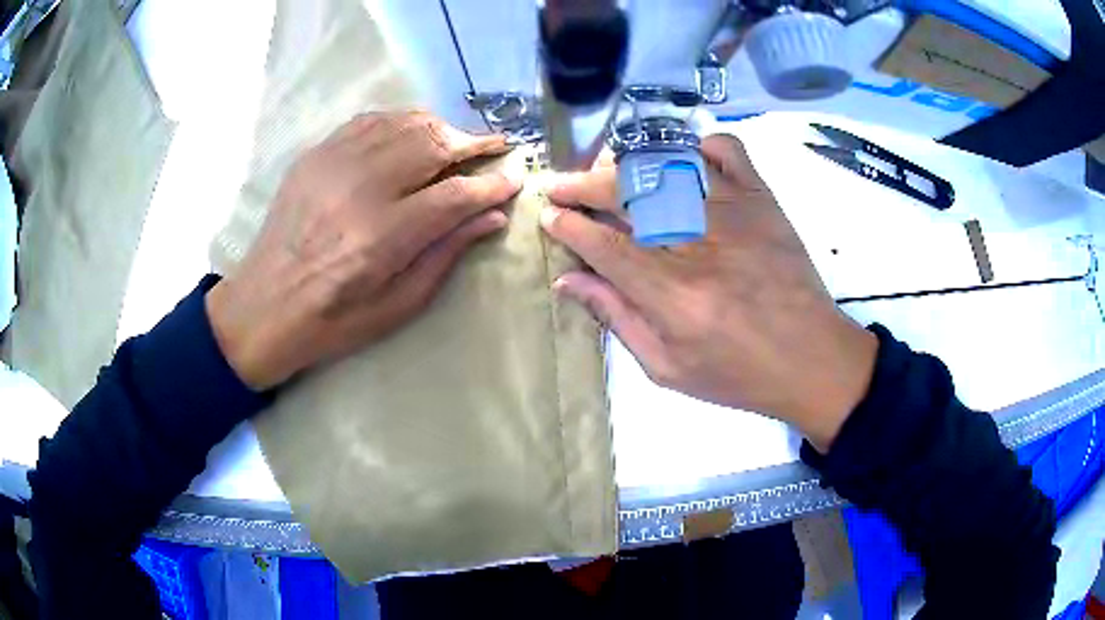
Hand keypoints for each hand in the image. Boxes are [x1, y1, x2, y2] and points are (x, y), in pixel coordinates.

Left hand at [205, 112, 519, 390]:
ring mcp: (333, 164)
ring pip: (403, 124)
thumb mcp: (398, 305)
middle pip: (431, 144)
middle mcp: (359, 189)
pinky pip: (369, 121)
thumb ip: (446, 254)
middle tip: (495, 148)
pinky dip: (400, 122)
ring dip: (440, 128)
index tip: (514, 180)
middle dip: (472, 143)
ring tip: (459, 141)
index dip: (491, 185)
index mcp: (382, 237)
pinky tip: (413, 133)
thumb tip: (492, 217)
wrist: (263, 306)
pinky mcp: (315, 156)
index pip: (454, 194)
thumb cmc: (334, 320)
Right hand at [541, 135, 876, 449]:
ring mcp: (735, 212)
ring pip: (667, 164)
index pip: (604, 245)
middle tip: (561, 188)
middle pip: (627, 193)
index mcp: (673, 294)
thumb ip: (616, 318)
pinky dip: (698, 146)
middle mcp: (699, 242)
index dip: (569, 227)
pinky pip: (726, 150)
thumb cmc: (738, 374)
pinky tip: (680, 162)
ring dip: (627, 164)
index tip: (549, 216)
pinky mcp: (762, 199)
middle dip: (582, 186)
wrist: (811, 359)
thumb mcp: (666, 367)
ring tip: (605, 174)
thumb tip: (568, 281)